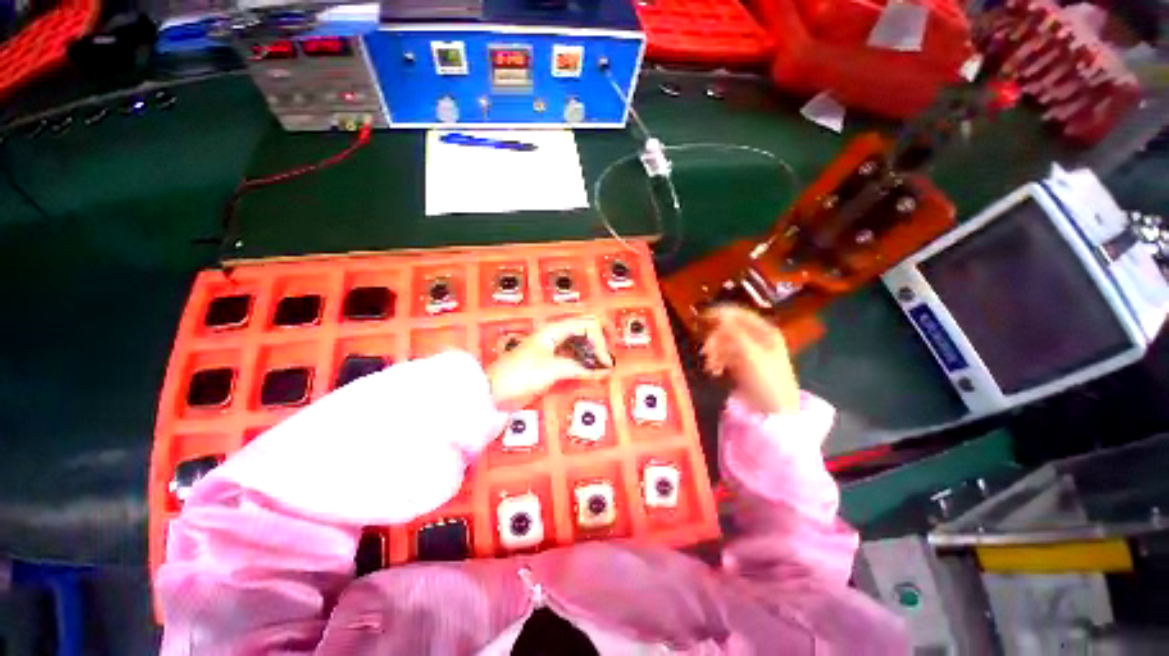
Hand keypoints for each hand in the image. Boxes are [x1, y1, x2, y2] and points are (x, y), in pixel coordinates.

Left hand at [487, 316, 614, 411]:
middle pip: (585, 332)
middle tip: (609, 362)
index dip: (599, 339)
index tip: (605, 361)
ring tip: (605, 370)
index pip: (586, 325)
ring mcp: (553, 351)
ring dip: (593, 355)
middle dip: (599, 344)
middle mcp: (556, 337)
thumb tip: (604, 370)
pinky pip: (574, 360)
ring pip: (580, 347)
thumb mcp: (551, 369)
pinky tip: (592, 375)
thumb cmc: (520, 375)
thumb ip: (579, 368)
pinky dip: (585, 366)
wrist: (493, 394)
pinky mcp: (551, 365)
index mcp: (554, 330)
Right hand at [701, 306, 800, 414]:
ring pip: (724, 343)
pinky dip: (717, 362)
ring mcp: (749, 352)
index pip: (740, 315)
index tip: (702, 317)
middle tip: (705, 350)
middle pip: (729, 329)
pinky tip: (714, 371)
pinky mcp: (741, 365)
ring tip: (709, 365)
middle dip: (715, 339)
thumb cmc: (767, 379)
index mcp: (766, 332)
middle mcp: (758, 339)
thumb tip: (720, 315)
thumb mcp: (751, 353)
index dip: (721, 313)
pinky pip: (724, 356)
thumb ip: (734, 332)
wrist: (775, 410)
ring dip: (714, 352)